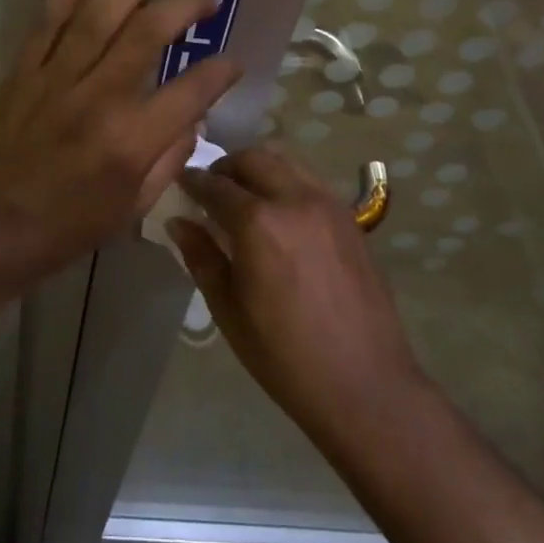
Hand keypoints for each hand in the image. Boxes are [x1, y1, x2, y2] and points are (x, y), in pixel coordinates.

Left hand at [0, 0, 241, 293]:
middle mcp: (97, 101)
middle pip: (149, 34)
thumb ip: (168, 161)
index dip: (220, 72)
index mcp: (129, 144)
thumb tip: (191, 118)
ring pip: (102, 13)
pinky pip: (50, 16)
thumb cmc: (62, 231)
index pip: (190, 92)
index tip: (233, 61)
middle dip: (186, 4)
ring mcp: (55, 79)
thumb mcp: (130, 212)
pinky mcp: (24, 70)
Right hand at [172, 148, 424, 442]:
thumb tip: (180, 222)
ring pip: (286, 162)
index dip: (193, 181)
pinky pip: (311, 181)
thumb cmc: (284, 355)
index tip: (180, 183)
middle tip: (211, 189)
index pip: (216, 185)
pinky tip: (281, 214)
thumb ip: (201, 257)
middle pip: (254, 159)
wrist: (364, 383)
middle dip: (227, 167)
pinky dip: (287, 182)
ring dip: (259, 169)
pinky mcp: (350, 218)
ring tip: (246, 197)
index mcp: (258, 222)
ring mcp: (328, 204)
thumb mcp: (229, 310)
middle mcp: (294, 199)